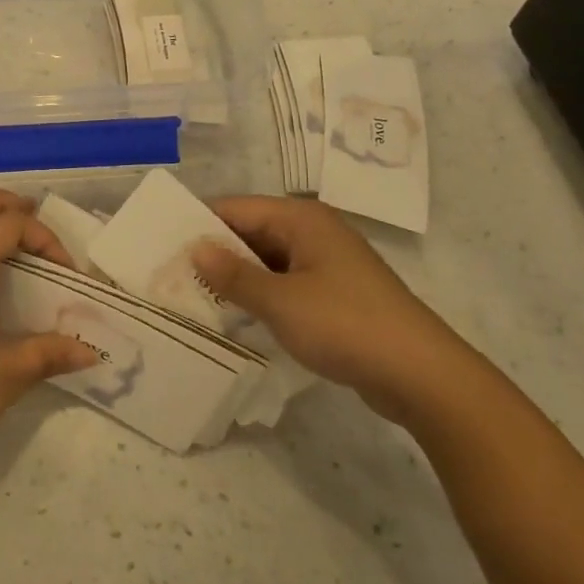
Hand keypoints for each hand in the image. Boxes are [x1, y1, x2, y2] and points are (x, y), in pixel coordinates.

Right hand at [191, 196, 473, 424]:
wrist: (422, 375)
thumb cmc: (346, 325)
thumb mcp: (280, 301)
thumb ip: (233, 274)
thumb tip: (194, 249)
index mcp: (301, 219)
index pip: (235, 208)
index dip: (198, 225)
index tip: (161, 246)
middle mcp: (313, 232)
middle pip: (249, 231)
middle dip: (213, 252)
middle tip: (169, 274)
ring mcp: (325, 263)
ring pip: (265, 259)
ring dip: (235, 276)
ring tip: (192, 294)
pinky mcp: (333, 293)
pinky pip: (283, 282)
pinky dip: (259, 293)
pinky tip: (233, 313)